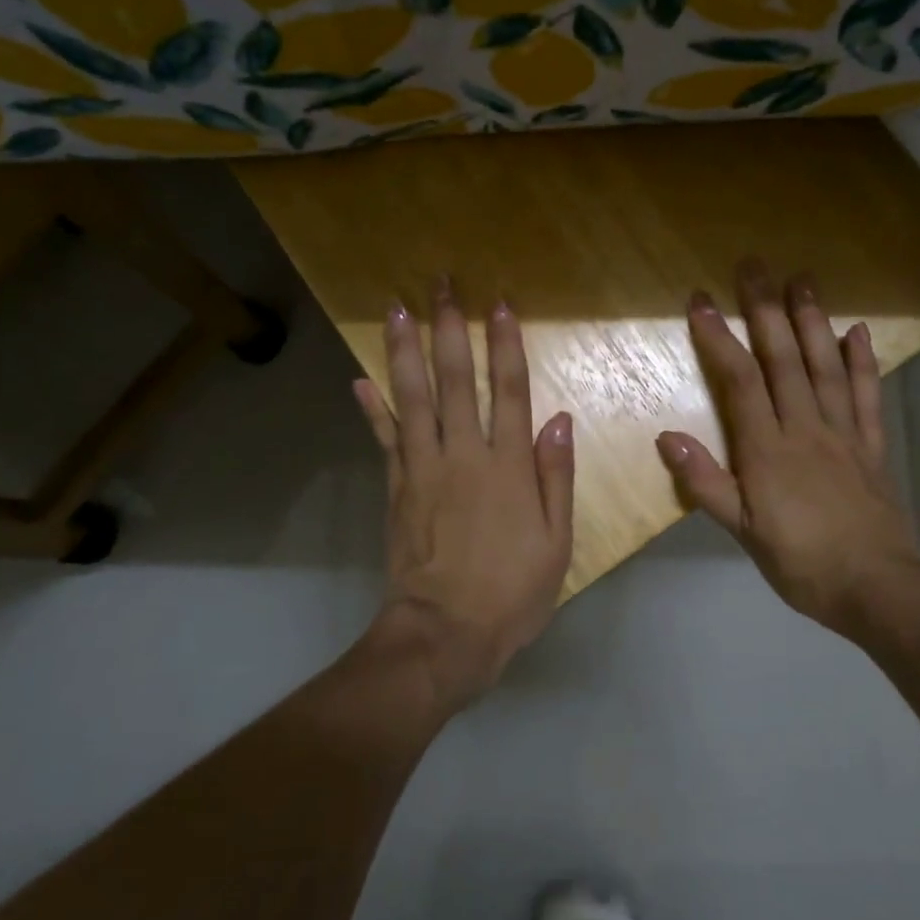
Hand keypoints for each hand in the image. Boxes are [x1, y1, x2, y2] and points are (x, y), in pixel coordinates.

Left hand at [353, 279, 573, 711]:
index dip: (503, 346)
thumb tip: (559, 420)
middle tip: (440, 284)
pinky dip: (372, 409)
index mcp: (507, 467)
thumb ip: (555, 478)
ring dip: (404, 351)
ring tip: (397, 310)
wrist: (444, 634)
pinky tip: (360, 380)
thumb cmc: (511, 593)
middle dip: (449, 329)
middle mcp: (463, 456)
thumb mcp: (556, 543)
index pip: (507, 392)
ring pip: (412, 399)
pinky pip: (384, 440)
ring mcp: (423, 470)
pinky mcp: (397, 489)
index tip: (498, 305)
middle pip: (454, 381)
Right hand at [657, 260, 919, 652]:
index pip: (740, 381)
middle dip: (765, 310)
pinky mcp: (872, 446)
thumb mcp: (743, 532)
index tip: (700, 299)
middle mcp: (805, 428)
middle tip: (755, 265)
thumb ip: (705, 483)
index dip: (718, 337)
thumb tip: (666, 436)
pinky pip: (866, 396)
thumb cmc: (801, 563)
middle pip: (783, 360)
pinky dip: (861, 362)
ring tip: (802, 278)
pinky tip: (857, 331)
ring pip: (825, 367)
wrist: (878, 588)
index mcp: (768, 450)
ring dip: (812, 320)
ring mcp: (843, 434)